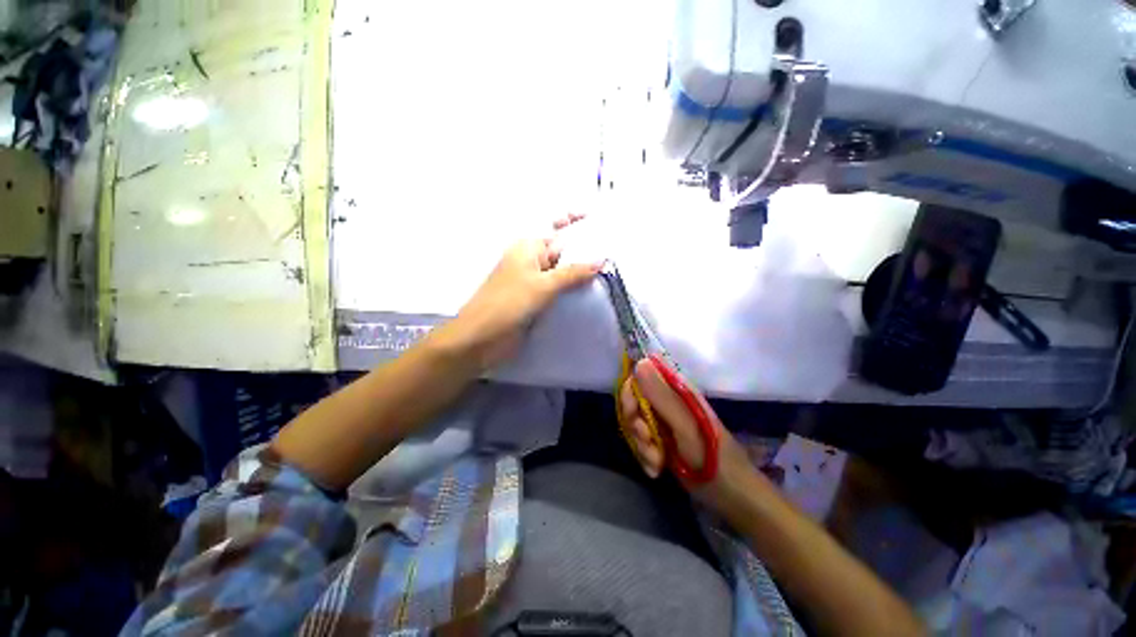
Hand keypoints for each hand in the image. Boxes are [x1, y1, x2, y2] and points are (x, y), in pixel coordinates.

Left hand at [439, 215, 601, 370]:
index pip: (558, 229)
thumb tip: (601, 260)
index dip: (577, 223)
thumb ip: (573, 272)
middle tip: (615, 253)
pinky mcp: (537, 300)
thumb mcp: (543, 284)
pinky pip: (559, 291)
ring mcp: (535, 282)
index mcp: (529, 247)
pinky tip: (592, 294)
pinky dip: (574, 291)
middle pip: (563, 251)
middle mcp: (532, 261)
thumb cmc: (508, 303)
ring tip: (611, 274)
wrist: (481, 337)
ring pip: (563, 273)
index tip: (601, 221)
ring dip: (582, 274)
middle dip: (586, 251)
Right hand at [619, 358, 760, 515]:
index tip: (632, 414)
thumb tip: (640, 363)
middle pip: (634, 400)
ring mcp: (664, 421)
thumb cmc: (714, 459)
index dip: (631, 392)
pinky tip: (656, 468)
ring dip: (641, 444)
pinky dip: (645, 456)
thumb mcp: (686, 427)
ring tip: (657, 462)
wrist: (732, 497)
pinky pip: (640, 440)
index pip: (642, 374)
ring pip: (635, 422)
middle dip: (634, 423)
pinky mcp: (661, 439)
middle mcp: (668, 401)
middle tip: (647, 441)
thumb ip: (662, 396)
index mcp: (677, 390)